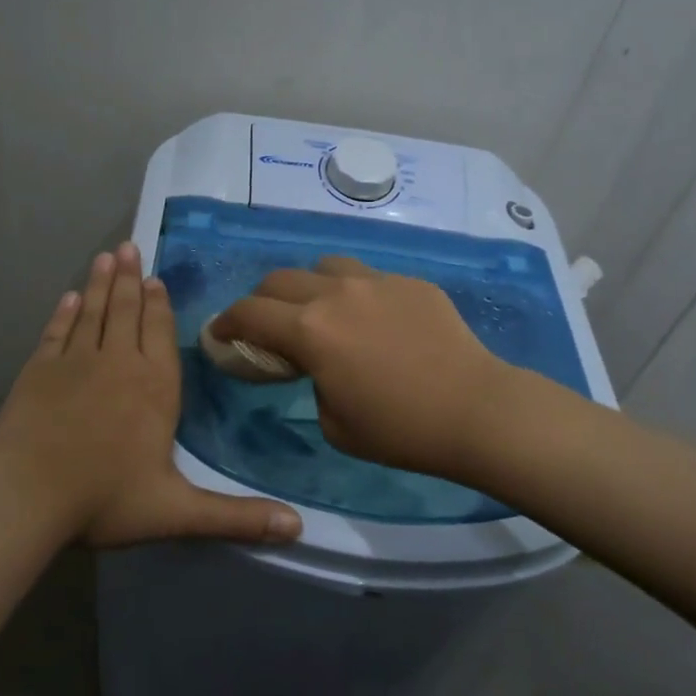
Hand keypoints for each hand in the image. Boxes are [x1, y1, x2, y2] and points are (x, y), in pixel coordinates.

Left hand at [0, 242, 302, 546]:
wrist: (26, 494)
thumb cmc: (105, 498)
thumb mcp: (178, 512)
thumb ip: (237, 517)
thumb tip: (299, 528)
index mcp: (154, 388)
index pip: (160, 335)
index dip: (160, 306)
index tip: (156, 278)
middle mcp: (118, 363)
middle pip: (126, 312)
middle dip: (130, 280)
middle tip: (129, 247)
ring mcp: (74, 363)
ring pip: (92, 312)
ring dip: (99, 284)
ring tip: (105, 256)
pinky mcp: (38, 370)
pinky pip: (56, 332)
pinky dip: (63, 314)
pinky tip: (67, 298)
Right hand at [212, 256, 517, 479]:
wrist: (476, 410)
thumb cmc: (399, 429)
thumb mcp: (333, 422)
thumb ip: (312, 382)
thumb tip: (319, 364)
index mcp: (310, 330)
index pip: (249, 313)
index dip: (226, 323)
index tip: (219, 333)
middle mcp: (337, 294)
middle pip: (279, 279)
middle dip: (262, 301)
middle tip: (267, 326)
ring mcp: (377, 281)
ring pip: (325, 266)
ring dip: (310, 287)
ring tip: (322, 312)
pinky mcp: (411, 283)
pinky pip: (369, 278)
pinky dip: (356, 294)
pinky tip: (376, 321)